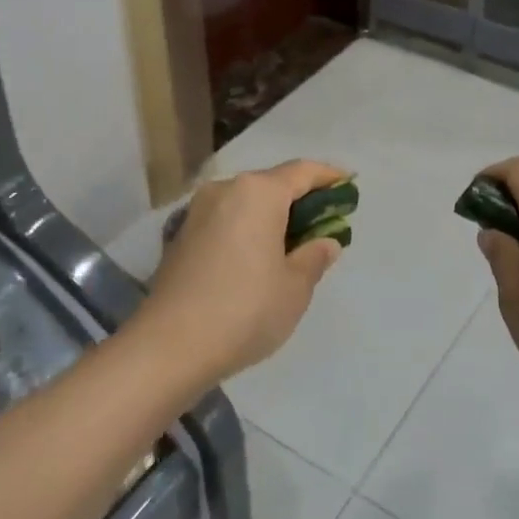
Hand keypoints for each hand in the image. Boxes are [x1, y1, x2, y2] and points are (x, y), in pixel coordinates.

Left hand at [133, 160, 347, 383]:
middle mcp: (225, 190)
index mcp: (258, 193)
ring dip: (271, 216)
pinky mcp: (180, 237)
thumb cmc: (245, 310)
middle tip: (323, 222)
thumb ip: (314, 257)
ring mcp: (196, 212)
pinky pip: (225, 221)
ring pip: (245, 203)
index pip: (302, 172)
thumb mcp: (295, 287)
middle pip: (271, 184)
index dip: (329, 176)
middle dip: (299, 199)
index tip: (348, 184)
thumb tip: (325, 243)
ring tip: (291, 244)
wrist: (169, 346)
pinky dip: (246, 230)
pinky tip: (256, 258)